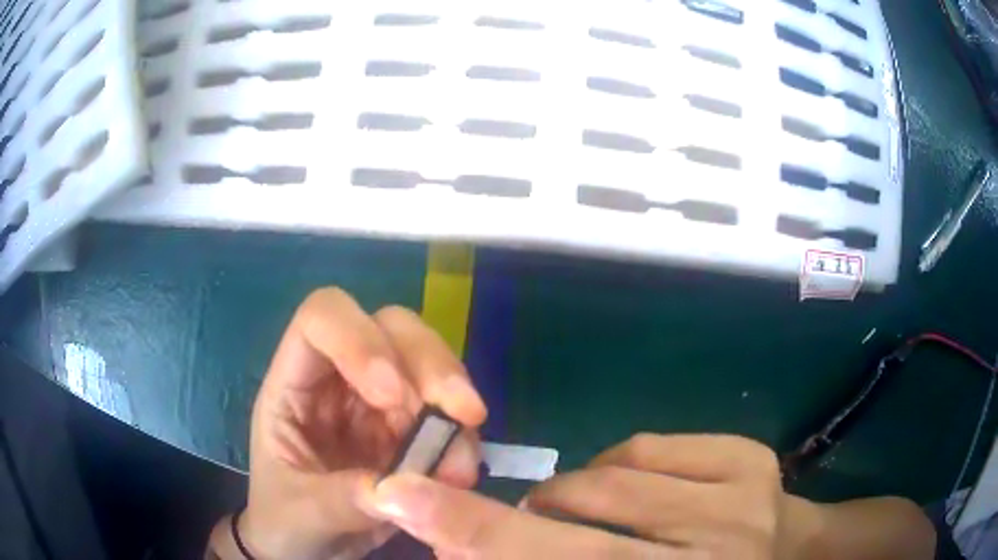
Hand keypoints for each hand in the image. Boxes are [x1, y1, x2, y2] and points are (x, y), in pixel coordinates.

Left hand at [220, 288, 486, 558]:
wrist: (308, 545)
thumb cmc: (283, 518)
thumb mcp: (299, 511)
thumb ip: (340, 500)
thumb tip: (397, 491)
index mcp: (294, 384)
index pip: (321, 320)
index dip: (358, 339)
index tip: (390, 396)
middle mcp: (340, 379)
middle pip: (389, 328)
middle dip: (429, 364)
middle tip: (463, 413)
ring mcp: (379, 402)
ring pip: (427, 364)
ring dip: (453, 405)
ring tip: (460, 466)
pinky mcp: (409, 429)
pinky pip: (446, 414)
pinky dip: (460, 439)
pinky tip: (461, 473)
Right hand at [369, 434, 813, 558]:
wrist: (788, 556)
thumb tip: (466, 550)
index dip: (478, 538)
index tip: (402, 501)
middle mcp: (711, 559)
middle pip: (582, 538)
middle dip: (493, 521)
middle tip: (438, 501)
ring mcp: (741, 504)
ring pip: (607, 480)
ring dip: (565, 497)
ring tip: (565, 513)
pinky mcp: (751, 459)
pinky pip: (646, 447)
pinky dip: (615, 467)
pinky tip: (626, 492)